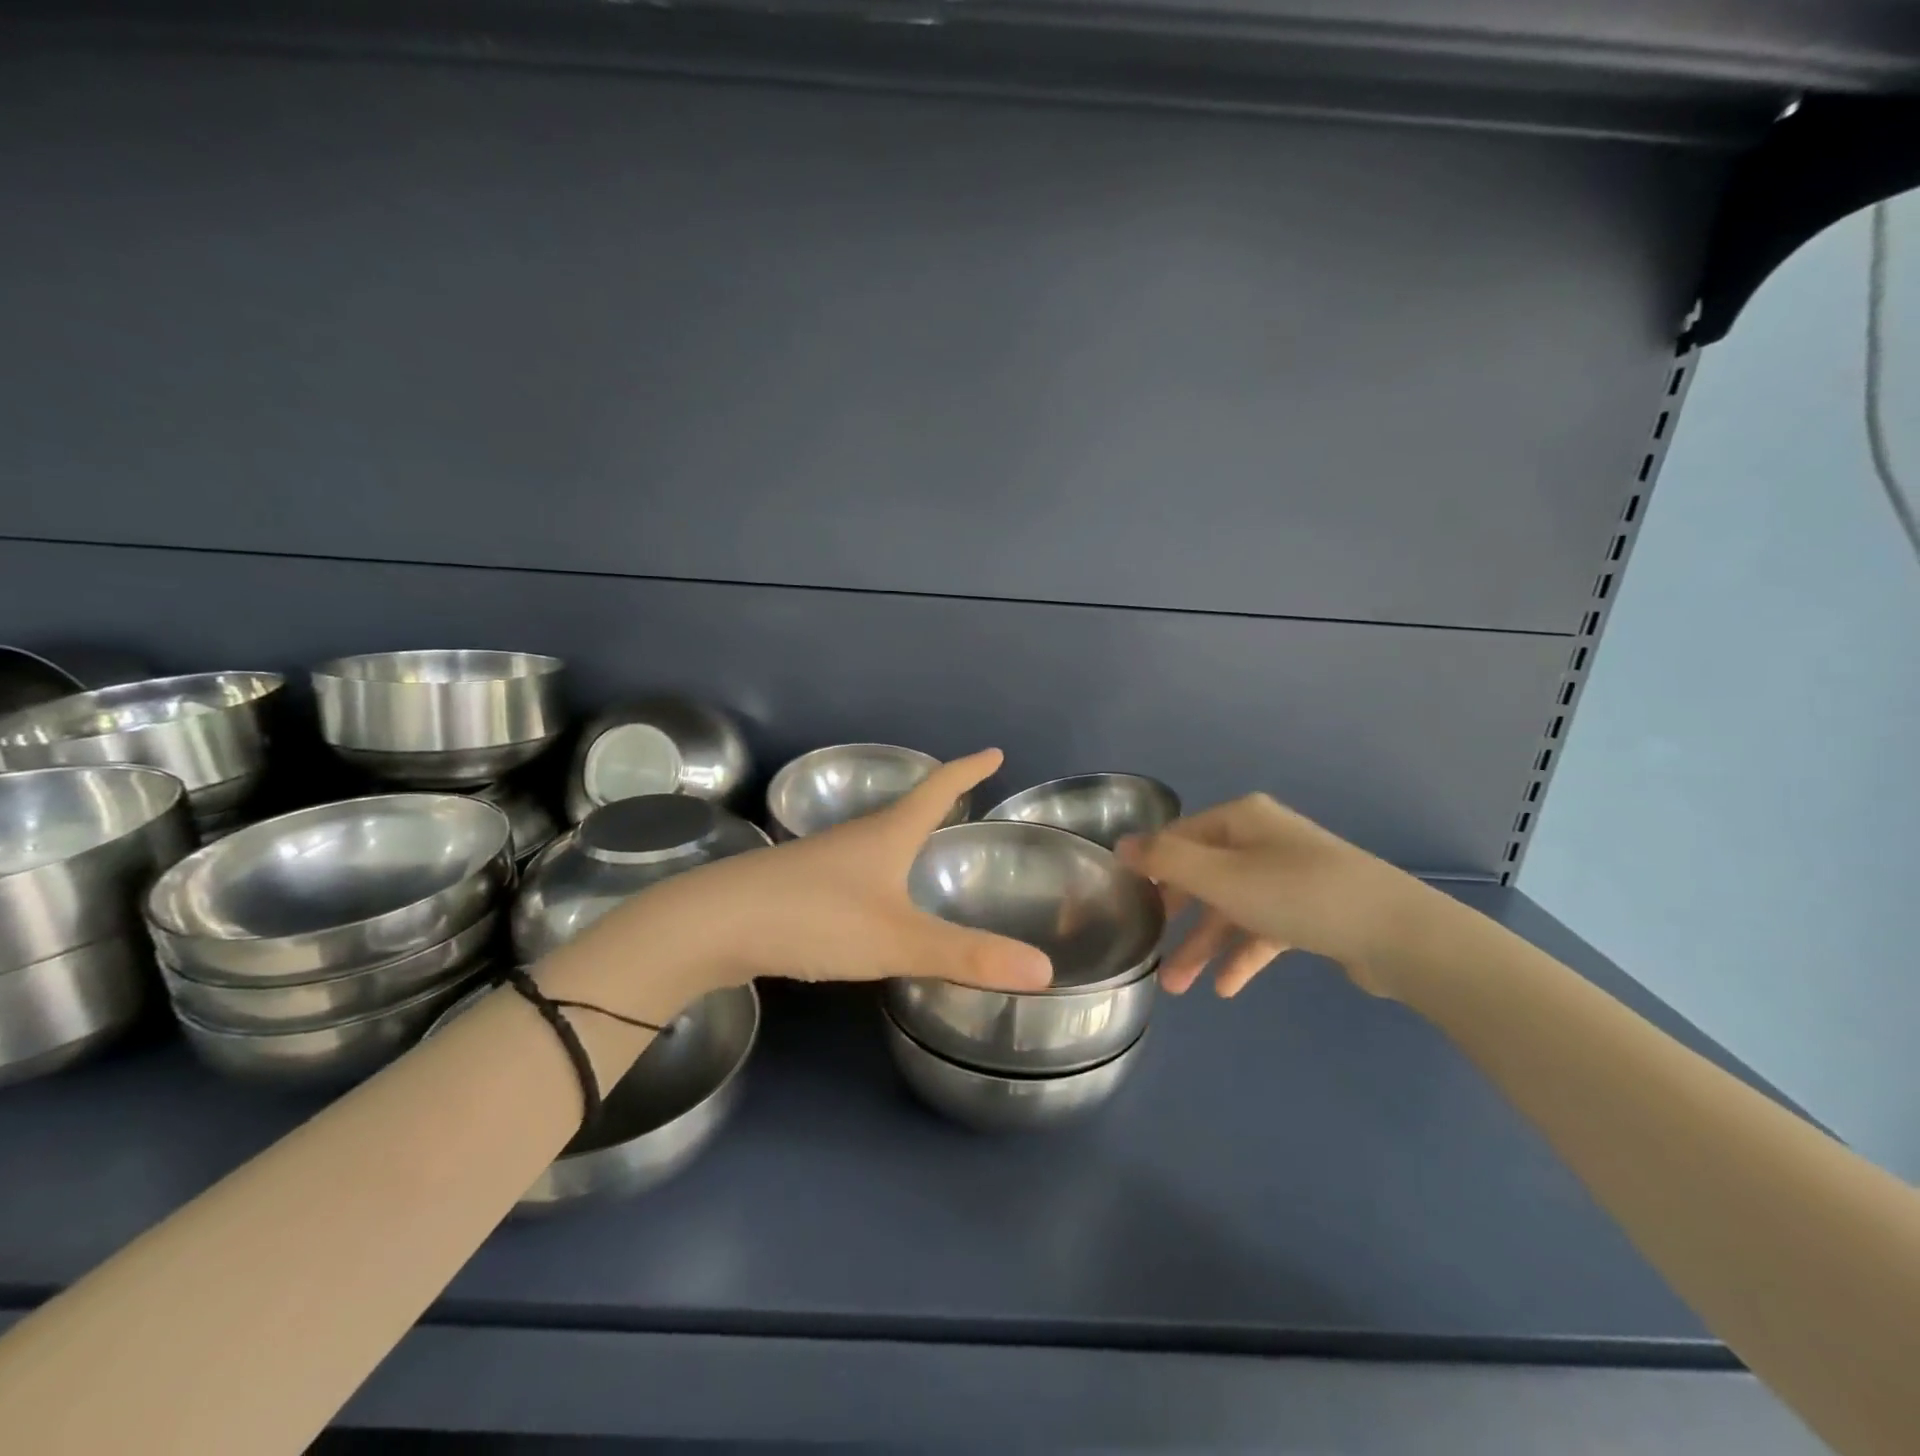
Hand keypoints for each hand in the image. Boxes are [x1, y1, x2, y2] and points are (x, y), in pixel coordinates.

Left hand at [587, 749, 1053, 996]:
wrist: (711, 925)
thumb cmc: (814, 918)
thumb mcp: (897, 939)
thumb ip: (966, 956)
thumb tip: (1044, 969)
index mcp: (886, 834)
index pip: (937, 789)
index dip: (968, 771)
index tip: (994, 752)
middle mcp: (855, 838)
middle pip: (905, 808)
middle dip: (938, 800)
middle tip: (965, 799)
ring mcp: (821, 860)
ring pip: (875, 840)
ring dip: (904, 834)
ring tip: (925, 844)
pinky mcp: (797, 886)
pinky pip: (853, 869)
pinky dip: (878, 870)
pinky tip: (872, 897)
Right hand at [1117, 794, 1423, 998]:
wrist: (1398, 934)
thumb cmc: (1298, 895)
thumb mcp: (1221, 876)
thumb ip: (1166, 860)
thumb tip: (1122, 845)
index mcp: (1241, 819)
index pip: (1178, 837)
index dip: (1150, 867)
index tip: (1125, 902)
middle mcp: (1262, 839)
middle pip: (1203, 874)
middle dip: (1176, 916)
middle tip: (1148, 946)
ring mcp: (1288, 875)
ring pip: (1231, 907)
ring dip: (1204, 945)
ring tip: (1178, 988)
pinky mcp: (1310, 910)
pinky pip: (1262, 928)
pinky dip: (1242, 955)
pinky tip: (1225, 988)